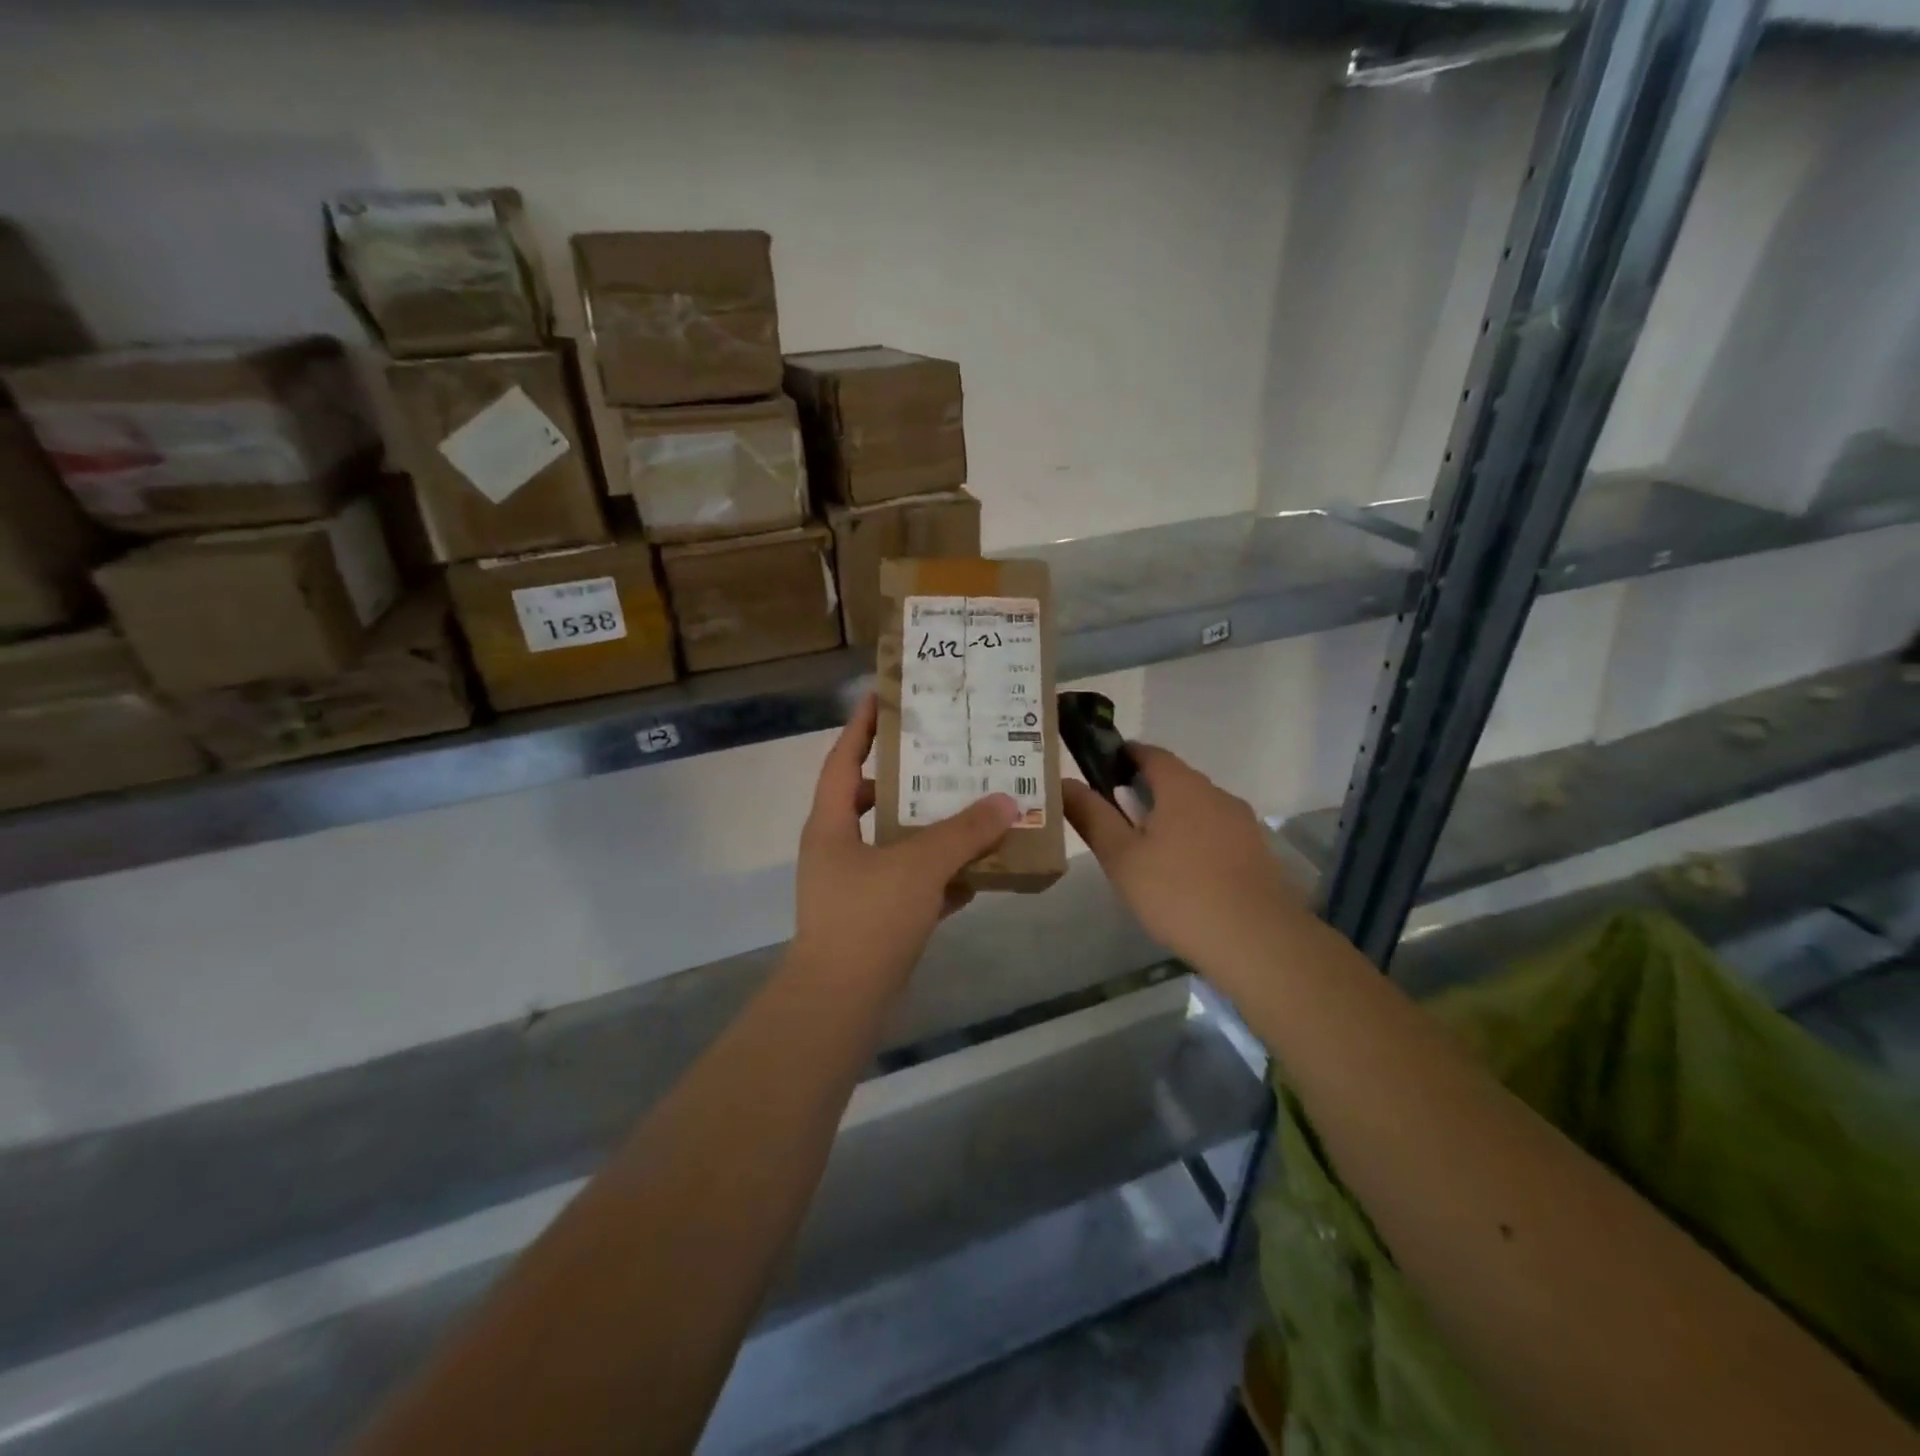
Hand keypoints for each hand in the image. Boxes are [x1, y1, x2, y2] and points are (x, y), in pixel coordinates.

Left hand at [794, 694, 1021, 987]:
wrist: (841, 1002)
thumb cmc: (868, 918)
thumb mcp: (919, 865)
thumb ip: (964, 832)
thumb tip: (1007, 801)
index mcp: (831, 824)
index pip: (843, 760)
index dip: (861, 727)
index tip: (883, 697)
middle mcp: (837, 848)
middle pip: (872, 801)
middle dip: (909, 781)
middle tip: (948, 759)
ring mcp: (854, 886)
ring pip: (896, 845)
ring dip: (932, 832)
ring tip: (974, 811)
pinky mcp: (875, 918)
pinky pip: (910, 884)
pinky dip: (939, 877)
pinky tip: (979, 874)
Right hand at [1063, 744, 1310, 971]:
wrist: (1257, 941)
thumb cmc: (1178, 893)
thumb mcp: (1121, 857)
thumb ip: (1091, 816)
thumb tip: (1064, 782)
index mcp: (1182, 787)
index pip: (1150, 753)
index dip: (1123, 755)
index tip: (1101, 771)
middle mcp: (1217, 794)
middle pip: (1176, 780)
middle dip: (1145, 791)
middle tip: (1116, 821)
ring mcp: (1243, 824)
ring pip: (1198, 809)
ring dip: (1172, 818)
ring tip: (1148, 853)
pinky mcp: (1258, 853)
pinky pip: (1217, 834)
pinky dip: (1196, 841)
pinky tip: (1184, 876)